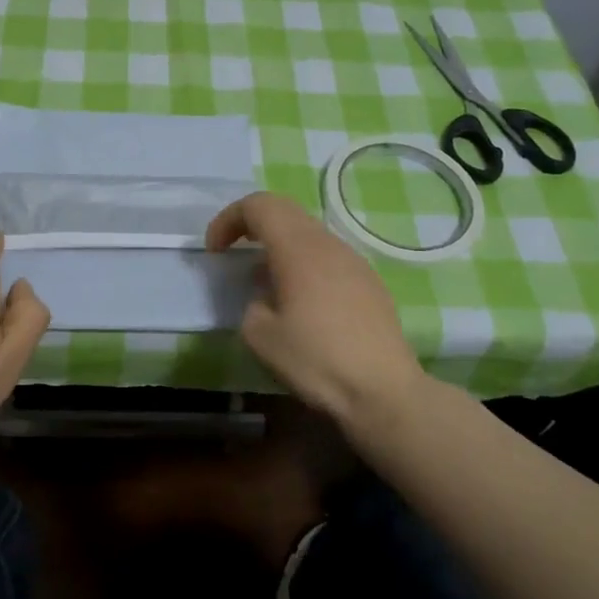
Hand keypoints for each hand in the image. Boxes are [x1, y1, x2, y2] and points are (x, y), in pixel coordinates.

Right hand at [206, 191, 423, 427]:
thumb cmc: (316, 360)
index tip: (215, 252)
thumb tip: (266, 297)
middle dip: (252, 225)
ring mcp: (355, 262)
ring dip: (279, 246)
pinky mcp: (370, 283)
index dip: (228, 219)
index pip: (259, 206)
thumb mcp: (259, 336)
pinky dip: (303, 264)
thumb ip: (252, 303)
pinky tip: (300, 302)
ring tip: (264, 281)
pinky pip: (328, 257)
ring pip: (309, 234)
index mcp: (298, 249)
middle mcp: (329, 244)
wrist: (383, 392)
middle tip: (233, 252)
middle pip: (286, 211)